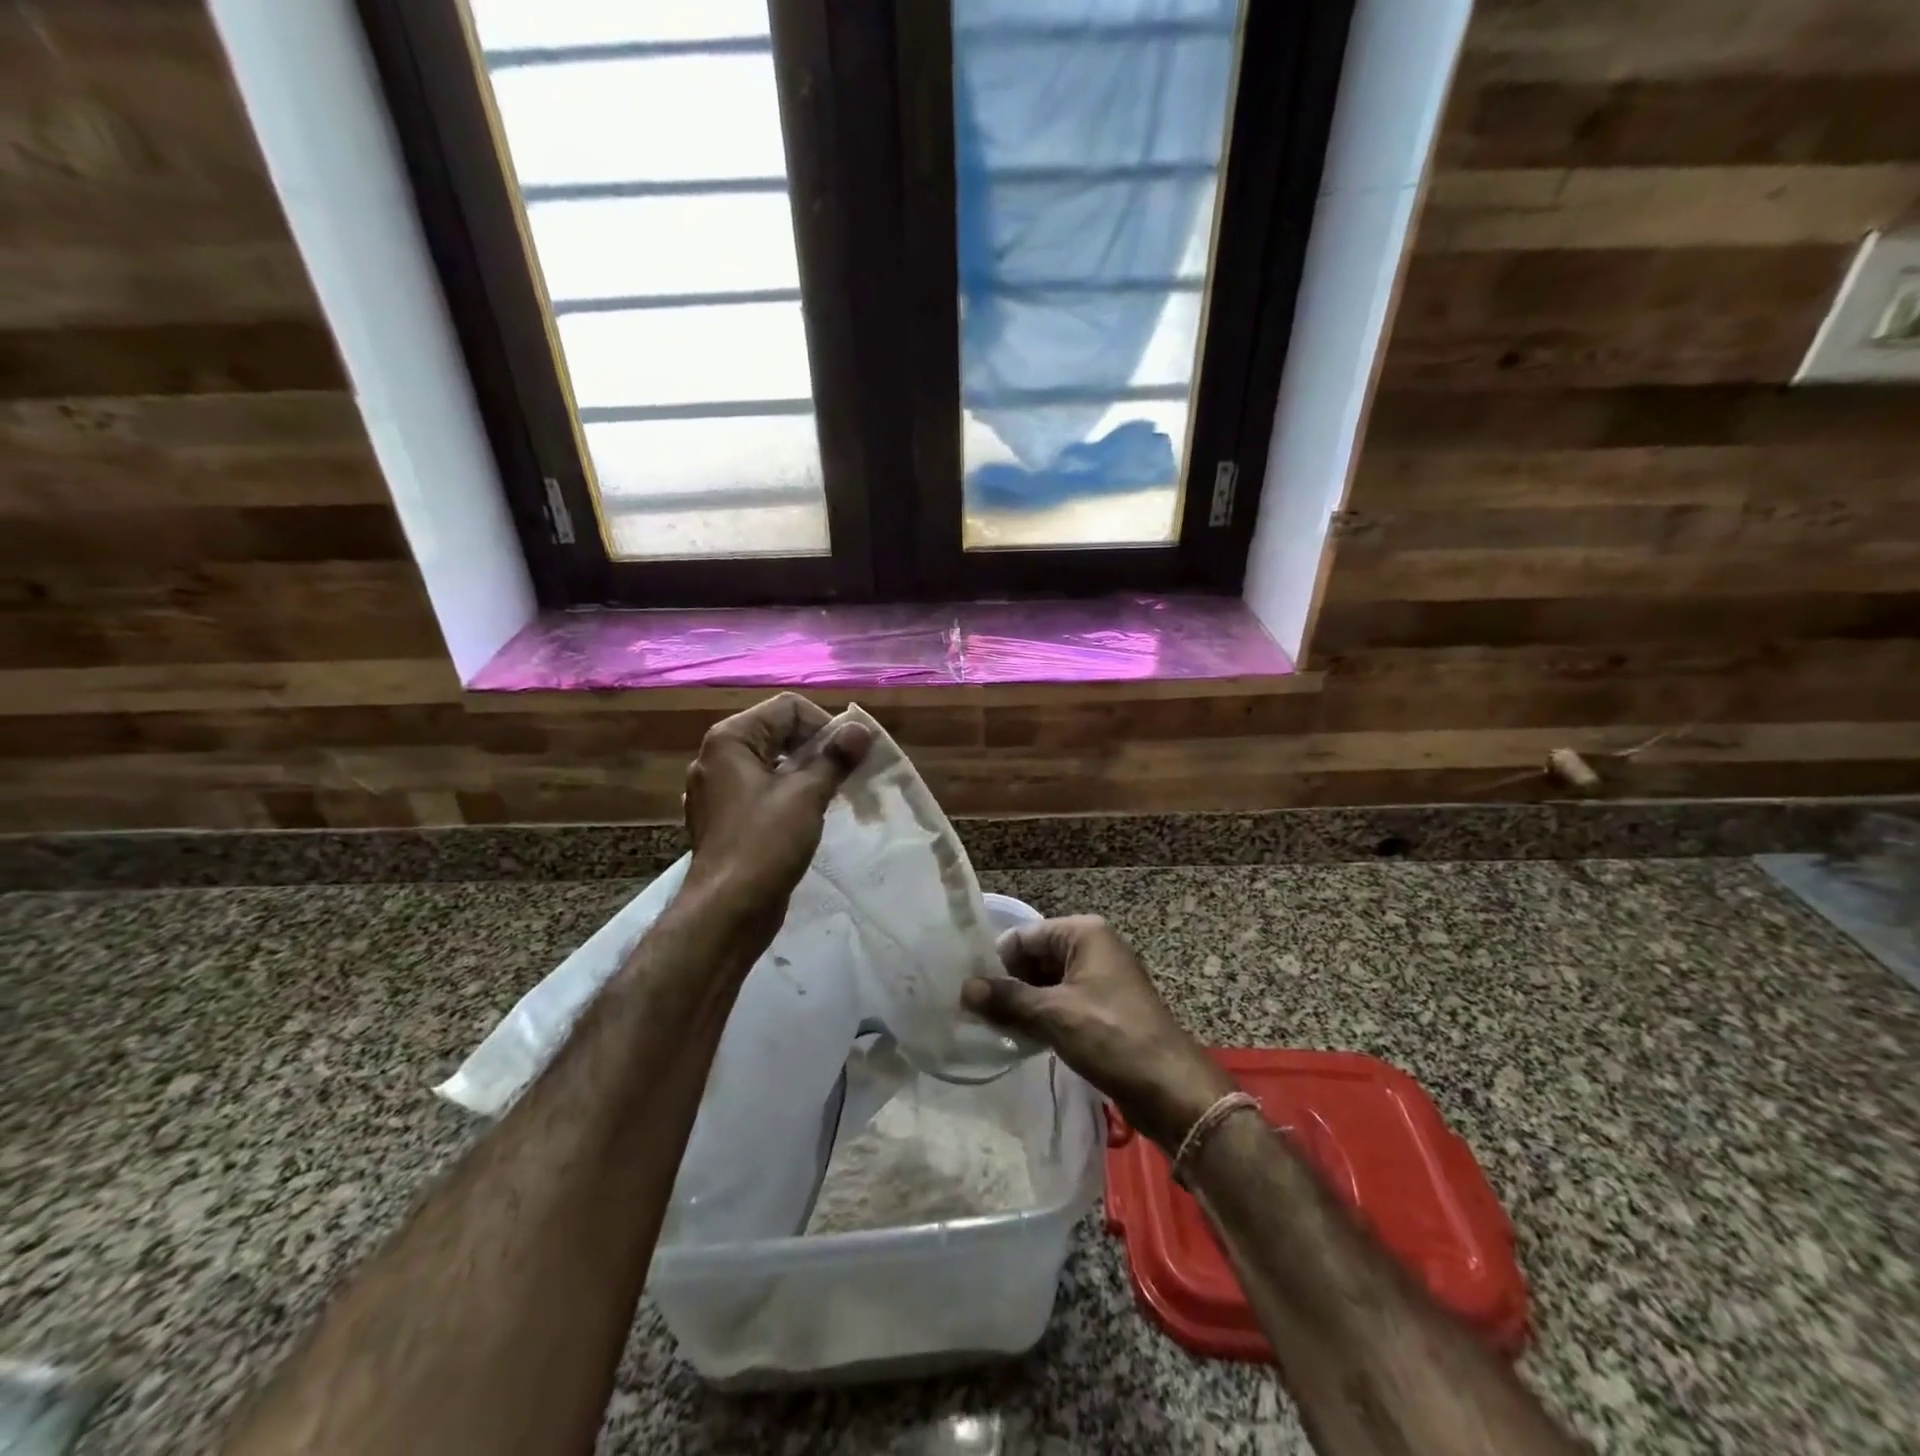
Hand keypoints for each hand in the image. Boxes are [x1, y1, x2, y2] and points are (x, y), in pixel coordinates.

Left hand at [682, 693, 870, 948]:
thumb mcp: (807, 795)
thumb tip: (860, 730)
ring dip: (806, 773)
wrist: (728, 911)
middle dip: (817, 749)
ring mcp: (718, 790)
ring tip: (833, 795)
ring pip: (772, 764)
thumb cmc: (765, 844)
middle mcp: (718, 757)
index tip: (850, 754)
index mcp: (730, 739)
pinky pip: (763, 791)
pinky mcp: (725, 818)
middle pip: (778, 732)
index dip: (824, 725)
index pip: (787, 708)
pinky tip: (807, 816)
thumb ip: (835, 758)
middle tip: (847, 774)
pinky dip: (788, 794)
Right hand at [962, 917, 1235, 1151]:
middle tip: (974, 1013)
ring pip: (1046, 982)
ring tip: (990, 1028)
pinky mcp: (1102, 1008)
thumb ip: (1007, 999)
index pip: (1024, 936)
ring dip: (1022, 1003)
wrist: (1170, 1087)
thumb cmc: (1112, 1037)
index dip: (996, 962)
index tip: (968, 990)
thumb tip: (964, 988)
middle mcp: (1092, 947)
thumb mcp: (1054, 1015)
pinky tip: (1018, 1038)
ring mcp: (1099, 978)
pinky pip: (1061, 1002)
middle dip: (1007, 984)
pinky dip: (1040, 1016)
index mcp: (1084, 933)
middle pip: (1034, 957)